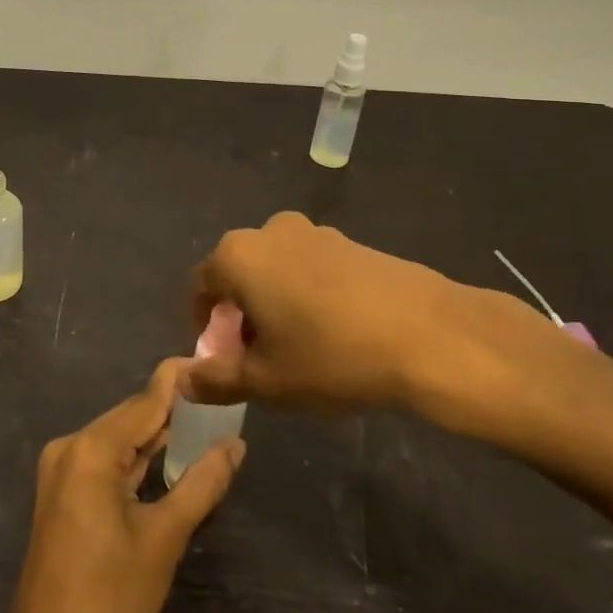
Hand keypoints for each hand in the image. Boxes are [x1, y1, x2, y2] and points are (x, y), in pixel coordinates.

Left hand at [0, 359, 244, 612]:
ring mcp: (61, 470)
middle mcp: (70, 447)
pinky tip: (166, 458)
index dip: (180, 380)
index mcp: (91, 449)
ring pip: (118, 438)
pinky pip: (104, 460)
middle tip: (219, 401)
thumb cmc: (109, 598)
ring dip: (156, 435)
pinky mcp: (60, 492)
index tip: (213, 363)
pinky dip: (135, 458)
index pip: (146, 399)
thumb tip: (235, 444)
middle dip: (173, 409)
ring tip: (204, 424)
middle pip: (130, 415)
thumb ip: (202, 483)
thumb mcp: (164, 538)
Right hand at [185, 212, 564, 434]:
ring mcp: (314, 232)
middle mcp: (270, 231)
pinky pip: (310, 267)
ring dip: (273, 304)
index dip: (205, 325)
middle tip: (259, 358)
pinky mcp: (350, 242)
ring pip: (275, 270)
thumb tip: (182, 379)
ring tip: (299, 349)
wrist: (430, 334)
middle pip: (238, 273)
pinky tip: (334, 332)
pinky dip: (306, 294)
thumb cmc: (332, 356)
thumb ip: (216, 378)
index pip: (201, 285)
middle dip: (240, 315)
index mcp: (239, 256)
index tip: (224, 358)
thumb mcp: (267, 381)